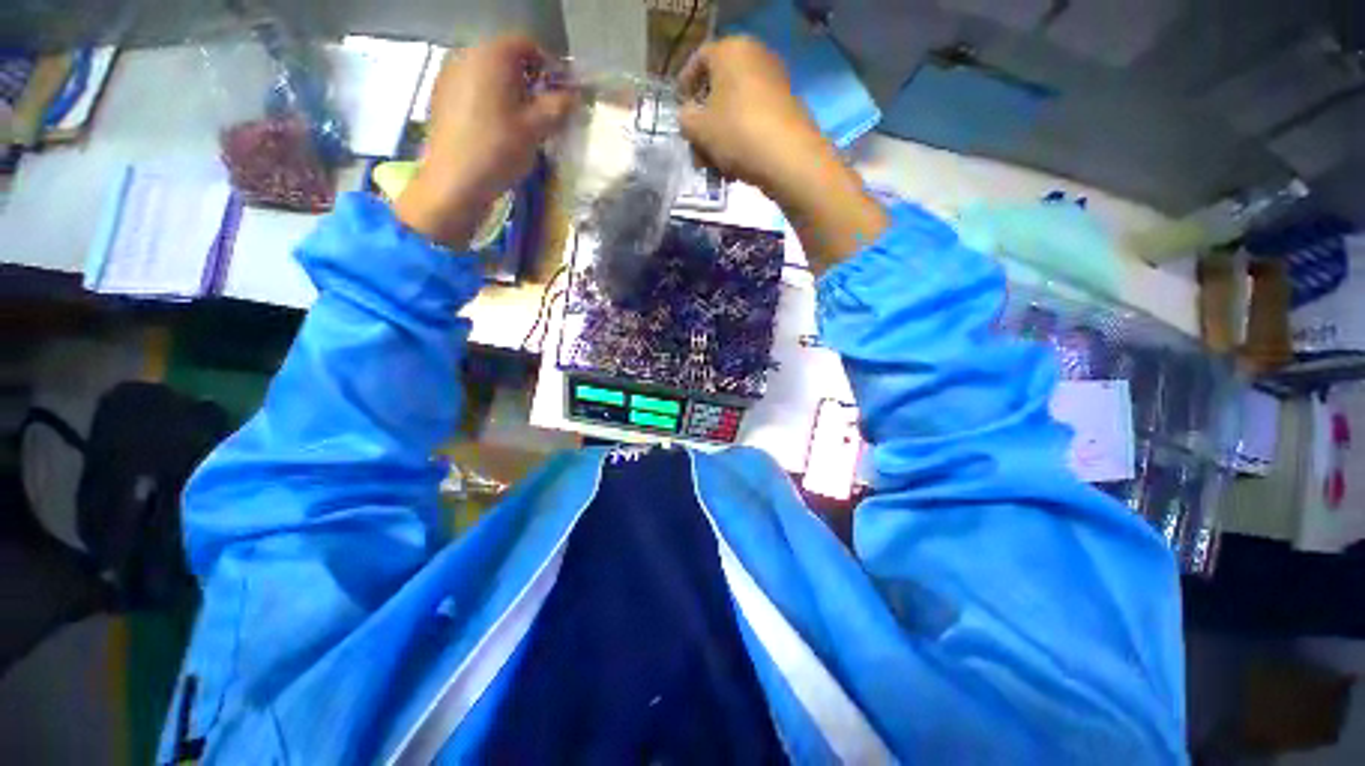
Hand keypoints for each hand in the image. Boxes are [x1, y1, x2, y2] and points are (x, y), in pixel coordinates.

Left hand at [396, 34, 575, 247]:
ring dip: (510, 91)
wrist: (455, 181)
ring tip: (523, 122)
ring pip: (489, 74)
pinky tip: (498, 128)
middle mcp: (467, 55)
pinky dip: (490, 100)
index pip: (527, 45)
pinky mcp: (441, 97)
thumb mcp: (536, 129)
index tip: (561, 93)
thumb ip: (558, 106)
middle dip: (529, 79)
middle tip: (545, 110)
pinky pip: (473, 88)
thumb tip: (573, 95)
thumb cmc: (499, 150)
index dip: (549, 66)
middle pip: (505, 58)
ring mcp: (449, 75)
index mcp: (491, 55)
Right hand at [680, 36, 886, 270]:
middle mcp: (755, 58)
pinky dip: (740, 142)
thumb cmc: (737, 133)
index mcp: (731, 50)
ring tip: (714, 169)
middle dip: (703, 125)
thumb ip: (685, 119)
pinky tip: (734, 169)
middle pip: (718, 91)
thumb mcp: (698, 128)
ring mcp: (774, 84)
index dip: (684, 86)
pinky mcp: (786, 110)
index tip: (679, 112)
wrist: (788, 158)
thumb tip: (688, 117)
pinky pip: (753, 121)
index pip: (698, 60)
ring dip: (720, 140)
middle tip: (696, 152)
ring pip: (735, 111)